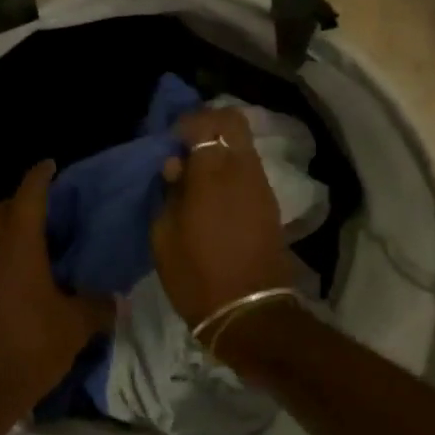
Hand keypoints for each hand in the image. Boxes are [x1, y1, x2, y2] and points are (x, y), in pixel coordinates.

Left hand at [0, 161, 115, 410]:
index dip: (41, 176)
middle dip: (24, 199)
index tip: (52, 164)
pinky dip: (7, 251)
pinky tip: (30, 271)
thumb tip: (115, 299)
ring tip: (45, 238)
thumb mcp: (76, 325)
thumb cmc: (31, 344)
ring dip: (13, 226)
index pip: (28, 195)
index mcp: (19, 245)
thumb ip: (98, 305)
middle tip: (54, 208)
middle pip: (3, 208)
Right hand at [151, 109, 296, 327]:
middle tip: (187, 147)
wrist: (248, 312)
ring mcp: (261, 187)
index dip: (186, 123)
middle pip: (234, 123)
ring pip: (243, 146)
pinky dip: (232, 169)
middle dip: (209, 125)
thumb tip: (176, 166)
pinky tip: (214, 194)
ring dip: (222, 149)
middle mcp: (242, 170)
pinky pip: (249, 170)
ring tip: (198, 173)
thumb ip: (169, 192)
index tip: (170, 141)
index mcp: (212, 173)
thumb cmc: (196, 275)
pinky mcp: (269, 204)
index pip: (206, 122)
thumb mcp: (165, 236)